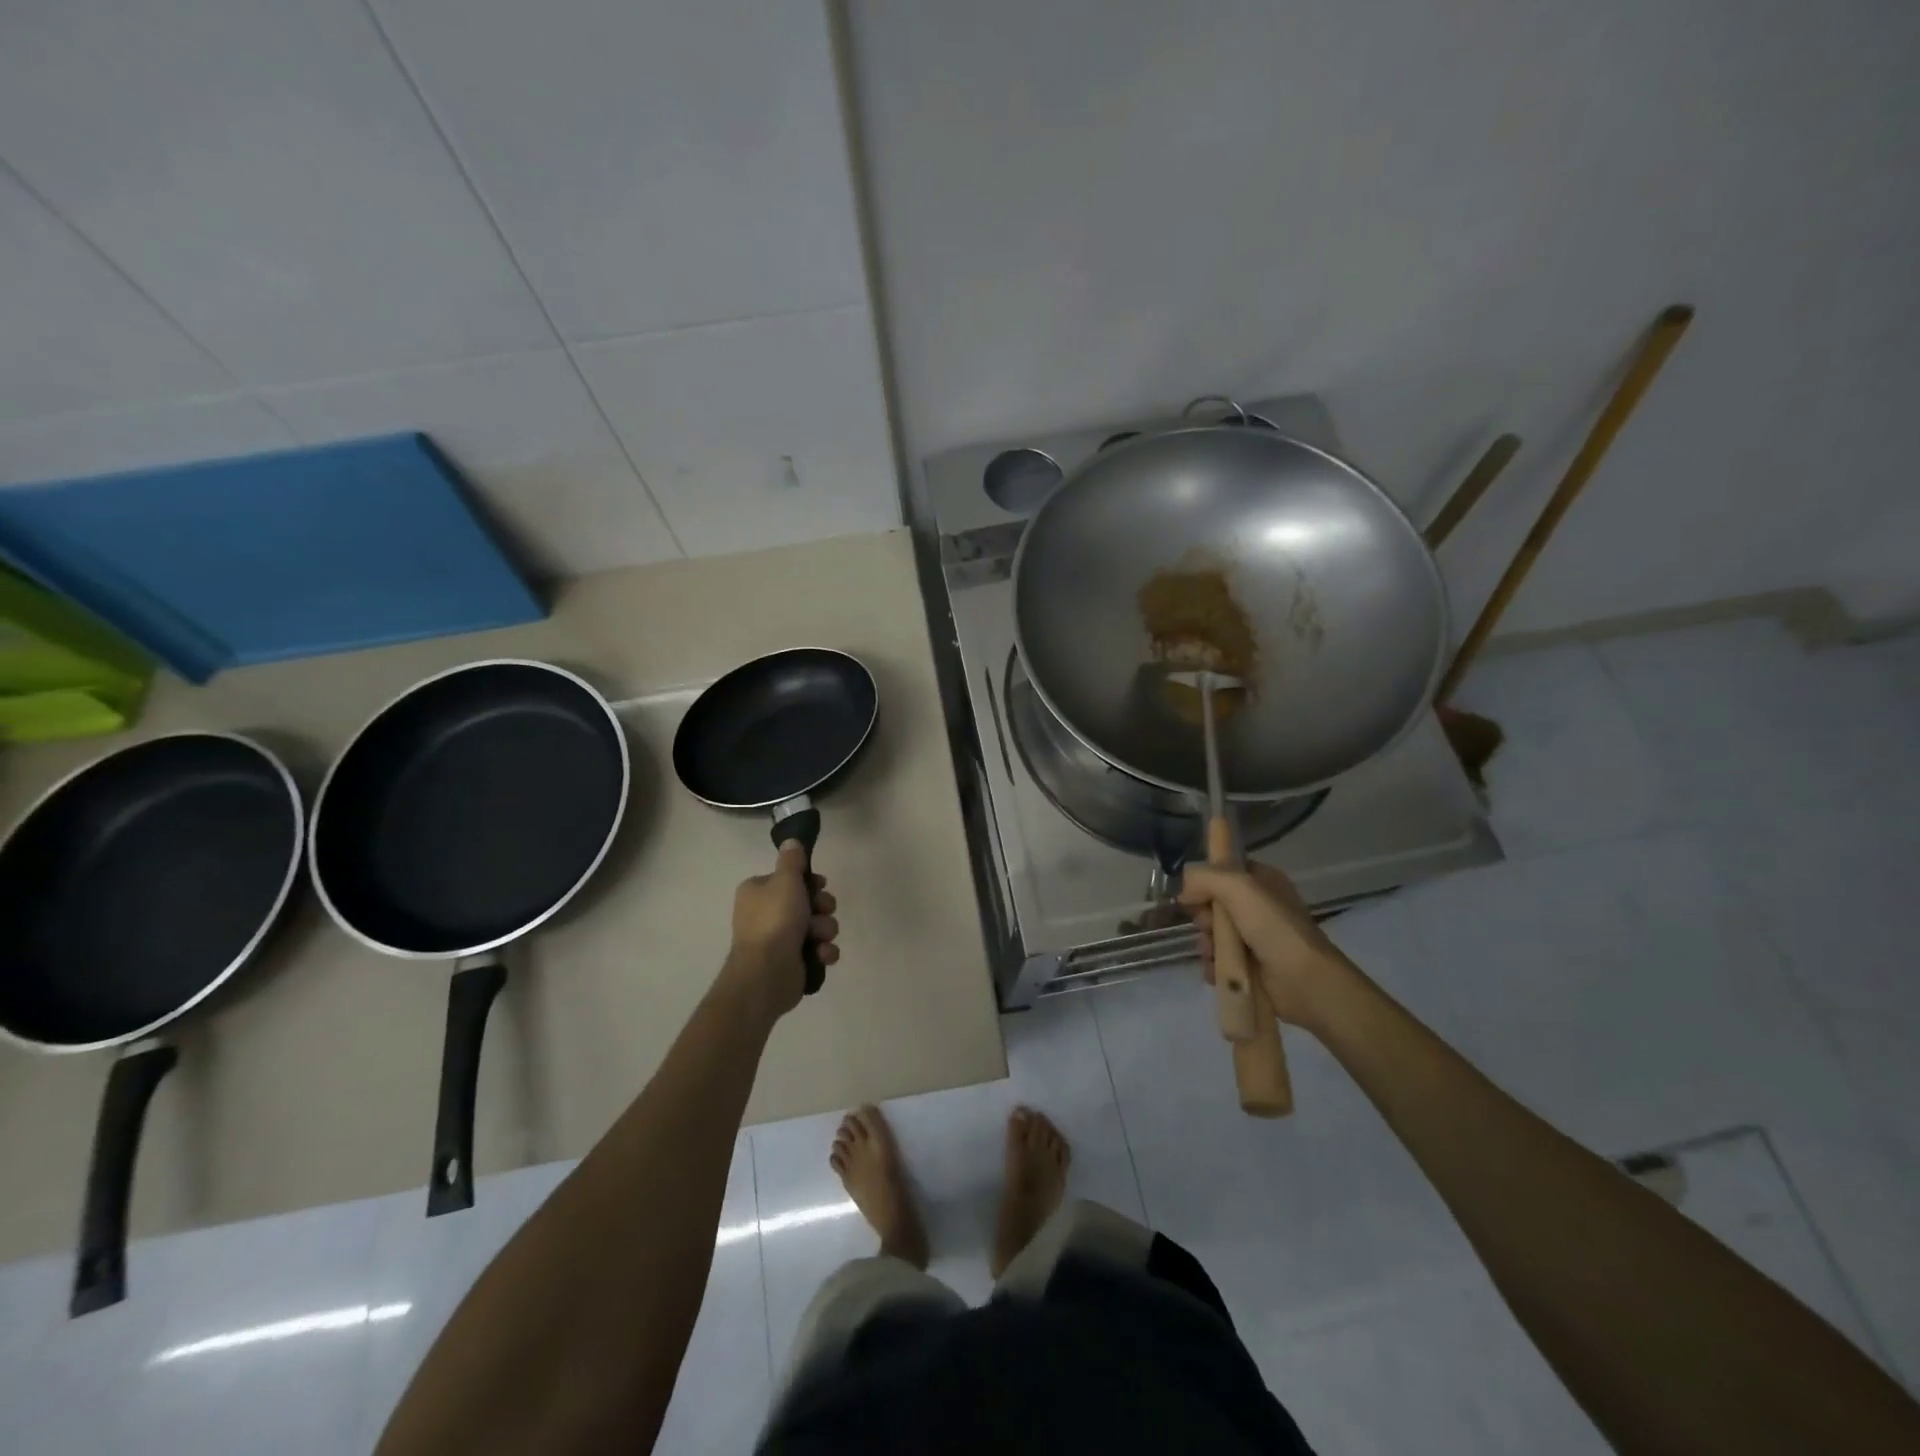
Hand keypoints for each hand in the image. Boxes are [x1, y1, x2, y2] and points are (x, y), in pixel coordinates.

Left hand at [720, 843, 839, 1020]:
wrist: (767, 973)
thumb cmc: (775, 920)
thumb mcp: (785, 880)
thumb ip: (791, 860)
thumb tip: (791, 841)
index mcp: (758, 892)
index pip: (791, 879)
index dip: (810, 881)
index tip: (819, 885)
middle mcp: (767, 913)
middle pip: (809, 901)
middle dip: (822, 908)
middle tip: (821, 911)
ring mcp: (780, 940)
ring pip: (818, 925)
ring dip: (825, 930)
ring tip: (818, 939)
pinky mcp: (793, 962)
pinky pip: (818, 949)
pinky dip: (823, 952)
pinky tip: (820, 956)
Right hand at [1178, 862, 1342, 1029]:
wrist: (1304, 982)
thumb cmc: (1274, 927)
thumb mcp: (1239, 887)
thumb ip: (1205, 878)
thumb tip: (1183, 890)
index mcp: (1263, 882)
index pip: (1224, 872)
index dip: (1205, 881)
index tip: (1193, 893)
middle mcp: (1258, 907)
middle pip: (1213, 904)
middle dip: (1203, 916)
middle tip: (1207, 925)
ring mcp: (1254, 939)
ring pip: (1213, 934)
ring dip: (1206, 943)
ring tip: (1212, 953)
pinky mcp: (1250, 967)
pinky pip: (1219, 960)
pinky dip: (1213, 965)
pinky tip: (1216, 970)